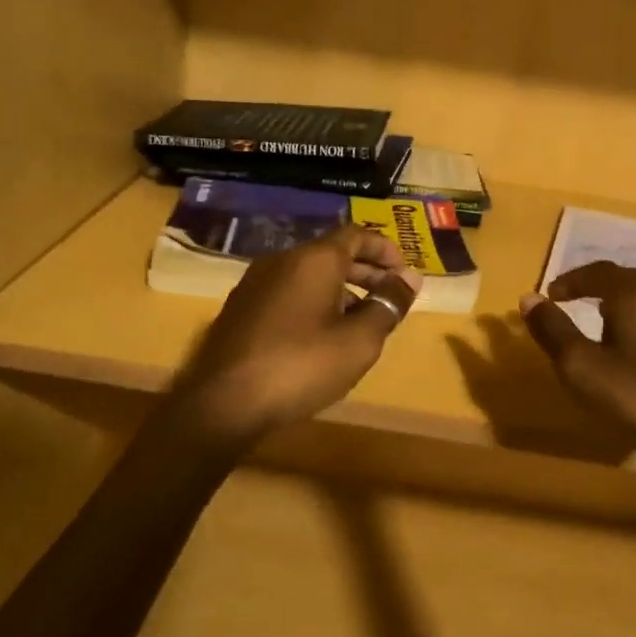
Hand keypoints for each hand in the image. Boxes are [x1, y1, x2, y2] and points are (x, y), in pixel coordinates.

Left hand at [170, 226, 420, 448]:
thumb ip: (387, 304)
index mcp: (314, 259)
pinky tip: (321, 334)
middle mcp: (282, 260)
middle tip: (388, 296)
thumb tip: (410, 278)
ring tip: (360, 319)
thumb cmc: (302, 366)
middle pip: (331, 253)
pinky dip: (313, 301)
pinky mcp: (241, 308)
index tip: (403, 272)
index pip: (356, 234)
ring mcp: (255, 283)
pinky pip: (287, 291)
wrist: (225, 402)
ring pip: (308, 273)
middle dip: (365, 270)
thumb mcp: (359, 340)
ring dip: (339, 288)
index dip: (384, 249)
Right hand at [520, 262, 635, 466]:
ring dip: (618, 303)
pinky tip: (630, 349)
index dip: (570, 280)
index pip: (598, 271)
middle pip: (626, 279)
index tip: (550, 295)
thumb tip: (529, 298)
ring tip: (597, 322)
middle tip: (571, 299)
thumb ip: (553, 329)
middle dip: (595, 285)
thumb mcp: (580, 365)